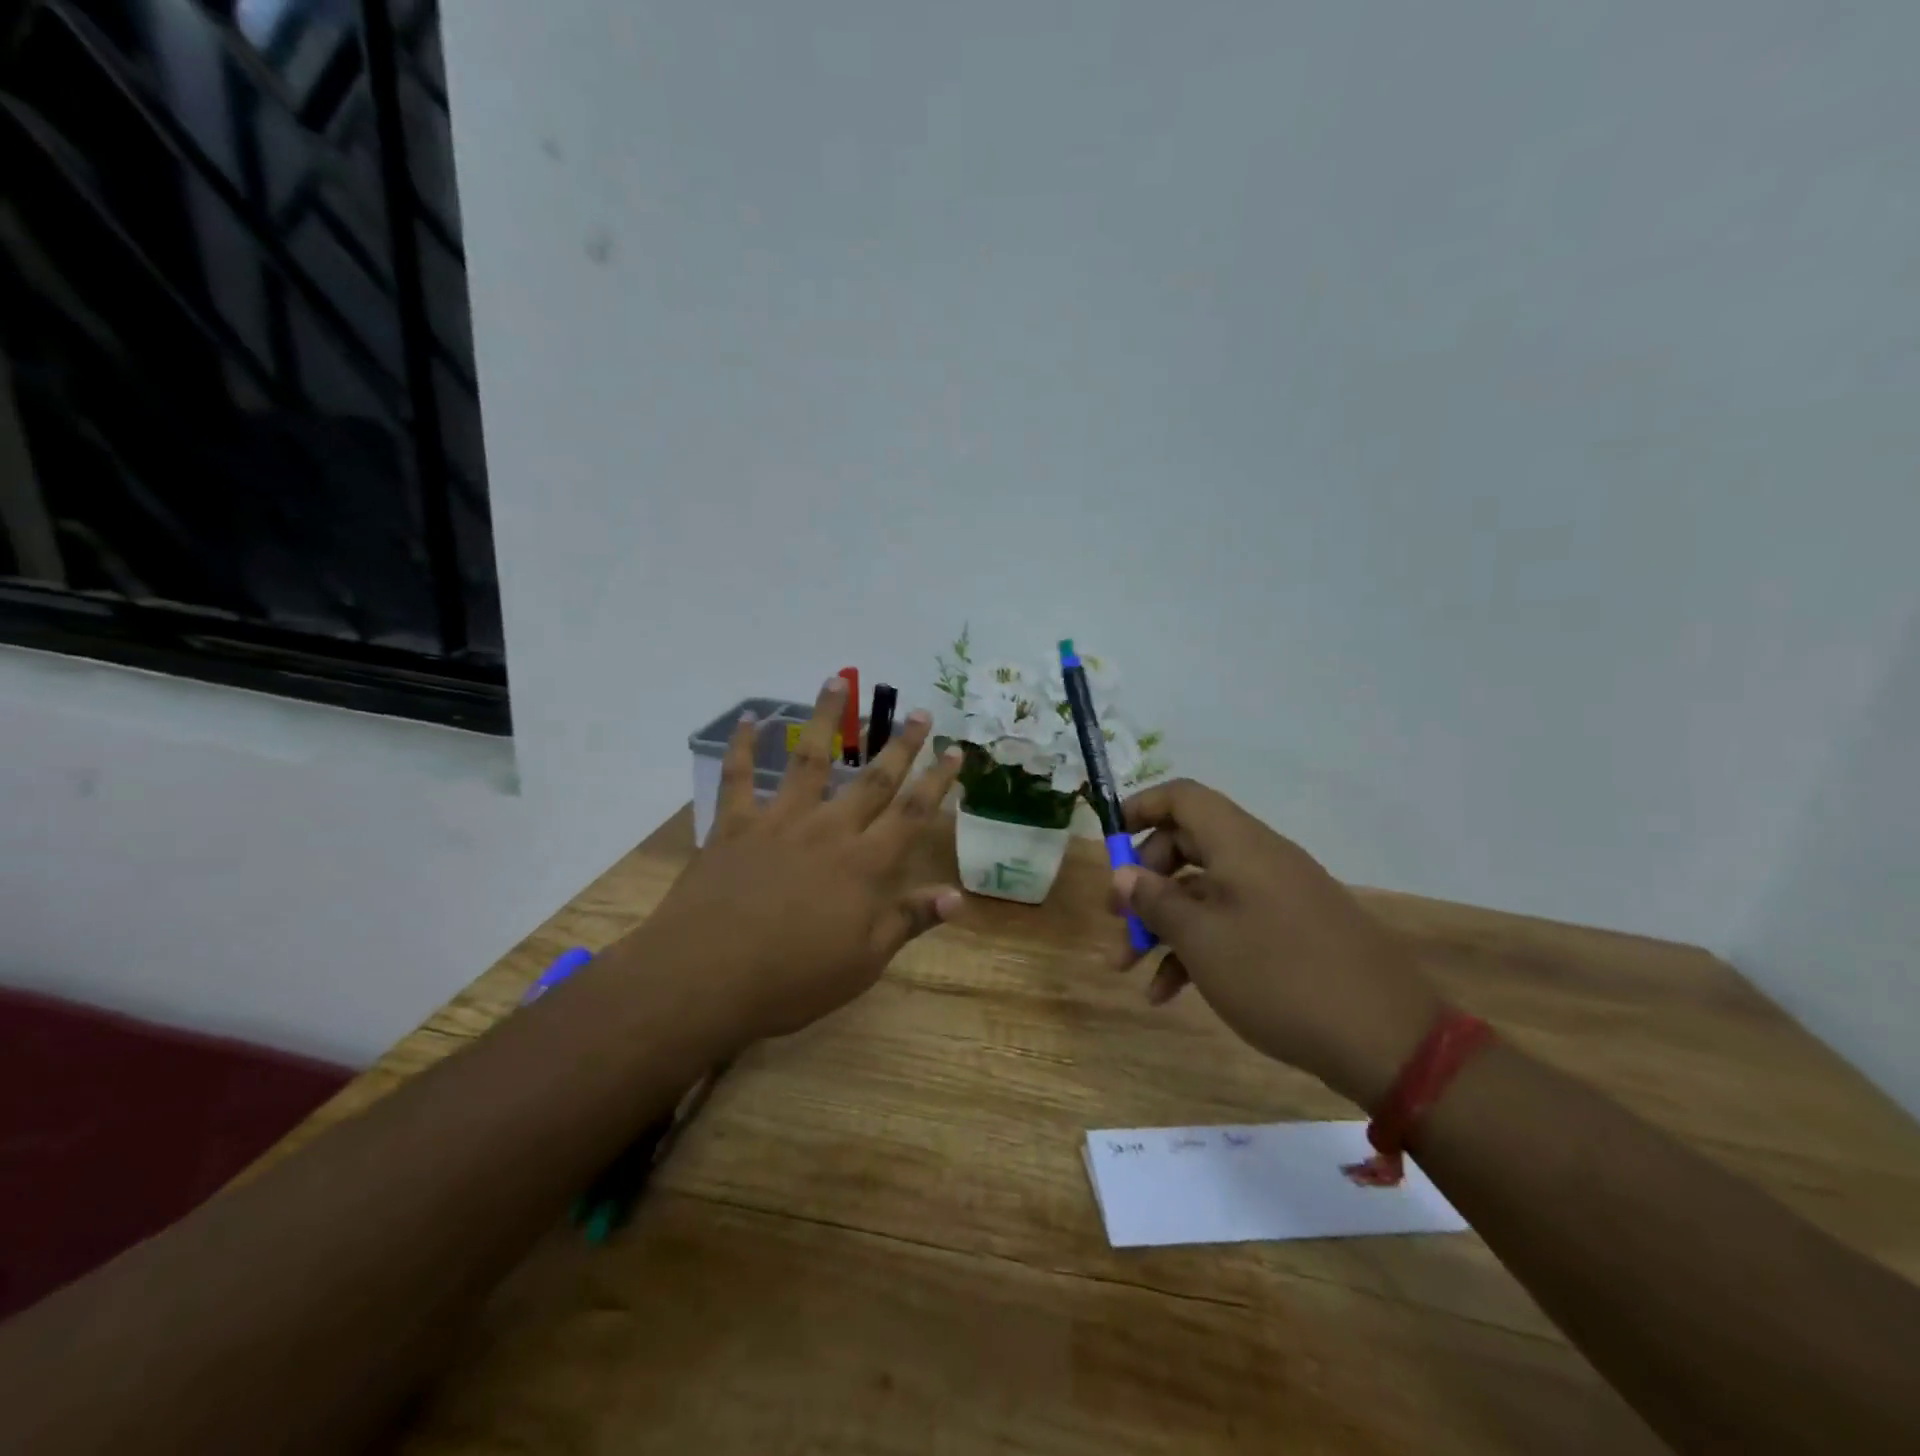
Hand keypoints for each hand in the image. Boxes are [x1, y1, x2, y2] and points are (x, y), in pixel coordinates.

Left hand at [644, 676, 964, 1045]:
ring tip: (838, 681)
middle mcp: (829, 830)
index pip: (912, 814)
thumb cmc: (792, 979)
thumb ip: (908, 921)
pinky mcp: (734, 825)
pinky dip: (744, 746)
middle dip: (901, 744)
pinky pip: (739, 777)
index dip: (937, 782)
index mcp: (864, 865)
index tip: (955, 750)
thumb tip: (958, 896)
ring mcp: (780, 821)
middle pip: (873, 779)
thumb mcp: (863, 962)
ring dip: (827, 719)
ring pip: (810, 759)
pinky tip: (752, 718)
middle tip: (921, 711)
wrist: (705, 978)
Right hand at [1110, 779, 1446, 1107]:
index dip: (1140, 809)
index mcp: (1239, 844)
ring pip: (1204, 892)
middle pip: (1186, 846)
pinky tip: (1170, 994)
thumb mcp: (1202, 939)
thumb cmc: (1280, 976)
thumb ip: (1156, 901)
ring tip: (1131, 970)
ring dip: (1163, 925)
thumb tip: (1123, 874)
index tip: (1109, 845)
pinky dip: (1197, 949)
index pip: (1182, 797)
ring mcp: (1278, 897)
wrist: (1388, 1041)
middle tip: (1116, 918)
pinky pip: (1231, 924)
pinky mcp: (1292, 933)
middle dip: (1144, 881)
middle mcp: (1259, 859)